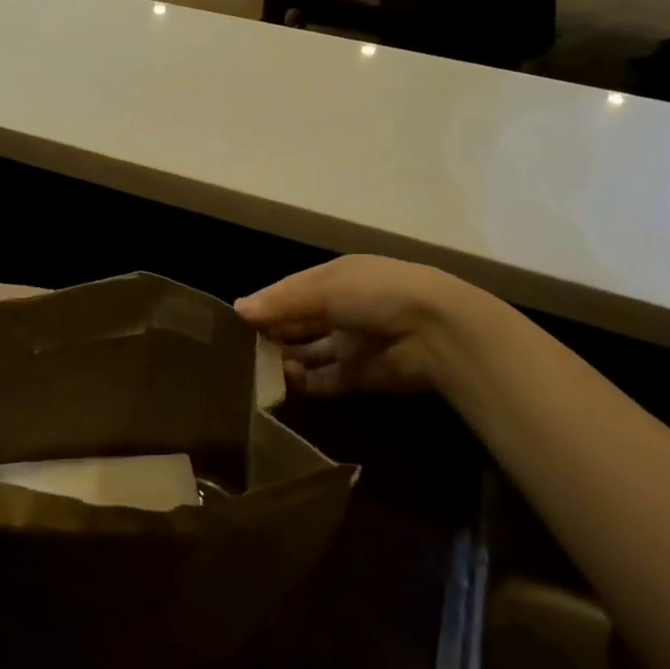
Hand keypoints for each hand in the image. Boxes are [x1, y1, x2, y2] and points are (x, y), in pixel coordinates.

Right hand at [235, 256, 471, 398]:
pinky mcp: (359, 376)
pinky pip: (323, 381)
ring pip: (308, 354)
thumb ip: (281, 302)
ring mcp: (350, 344)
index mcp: (334, 279)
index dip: (265, 305)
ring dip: (284, 362)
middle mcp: (340, 310)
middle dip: (271, 336)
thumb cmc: (374, 293)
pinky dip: (302, 385)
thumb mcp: (324, 288)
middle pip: (297, 324)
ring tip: (252, 373)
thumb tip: (238, 309)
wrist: (434, 331)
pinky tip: (278, 389)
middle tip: (237, 352)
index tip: (235, 322)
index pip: (291, 293)